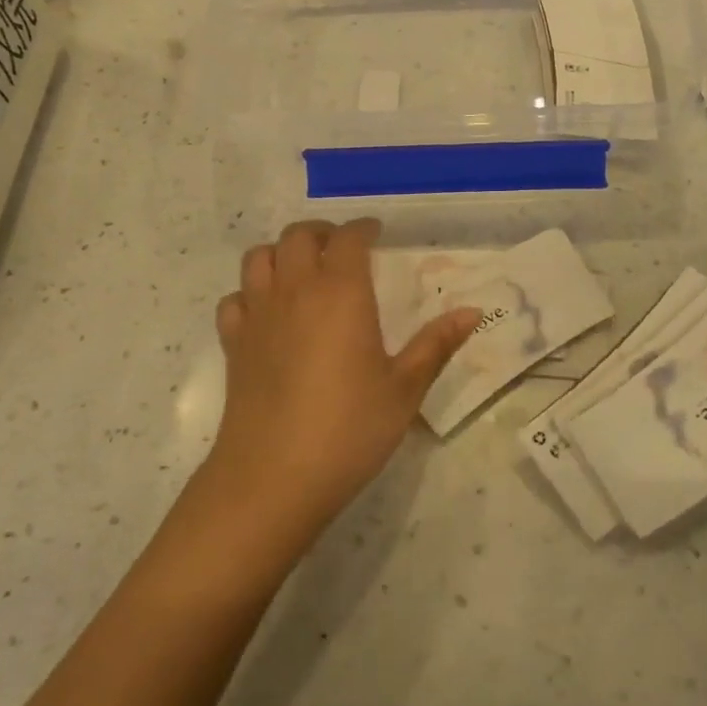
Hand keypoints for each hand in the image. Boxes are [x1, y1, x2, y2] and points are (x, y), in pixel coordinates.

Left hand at [205, 219, 480, 542]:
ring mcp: (258, 315)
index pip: (348, 238)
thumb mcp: (404, 389)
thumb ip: (436, 344)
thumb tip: (473, 311)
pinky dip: (250, 294)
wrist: (273, 477)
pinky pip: (235, 300)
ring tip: (303, 271)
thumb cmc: (349, 429)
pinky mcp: (233, 344)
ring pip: (259, 258)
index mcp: (341, 292)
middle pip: (298, 236)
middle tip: (342, 248)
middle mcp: (295, 290)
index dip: (362, 228)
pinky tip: (267, 313)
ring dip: (282, 253)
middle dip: (322, 233)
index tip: (376, 233)